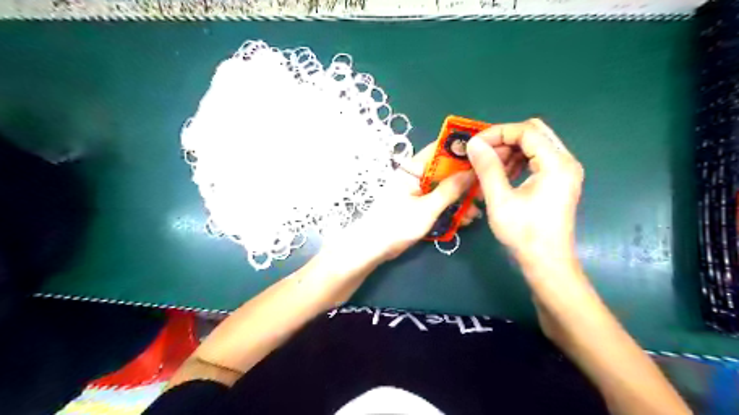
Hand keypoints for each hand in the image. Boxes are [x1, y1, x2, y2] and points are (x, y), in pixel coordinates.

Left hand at [343, 140, 524, 262]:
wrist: (373, 248)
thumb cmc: (397, 224)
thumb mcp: (427, 208)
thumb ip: (450, 190)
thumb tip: (472, 172)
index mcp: (413, 169)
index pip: (439, 150)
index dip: (461, 149)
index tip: (485, 153)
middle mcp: (416, 175)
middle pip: (446, 169)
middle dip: (466, 179)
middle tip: (485, 189)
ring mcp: (418, 190)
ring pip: (445, 187)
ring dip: (461, 197)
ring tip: (477, 210)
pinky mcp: (419, 204)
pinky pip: (439, 200)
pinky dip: (451, 207)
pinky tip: (466, 218)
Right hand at [467, 119, 583, 270]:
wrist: (546, 262)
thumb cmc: (524, 233)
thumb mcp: (500, 200)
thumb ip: (488, 168)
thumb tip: (474, 143)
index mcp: (556, 164)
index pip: (526, 131)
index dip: (497, 133)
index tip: (475, 144)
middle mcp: (565, 161)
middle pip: (534, 133)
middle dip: (504, 139)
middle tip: (482, 154)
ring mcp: (564, 171)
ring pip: (535, 145)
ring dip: (510, 150)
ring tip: (489, 165)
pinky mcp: (559, 181)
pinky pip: (537, 159)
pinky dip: (518, 161)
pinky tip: (503, 174)